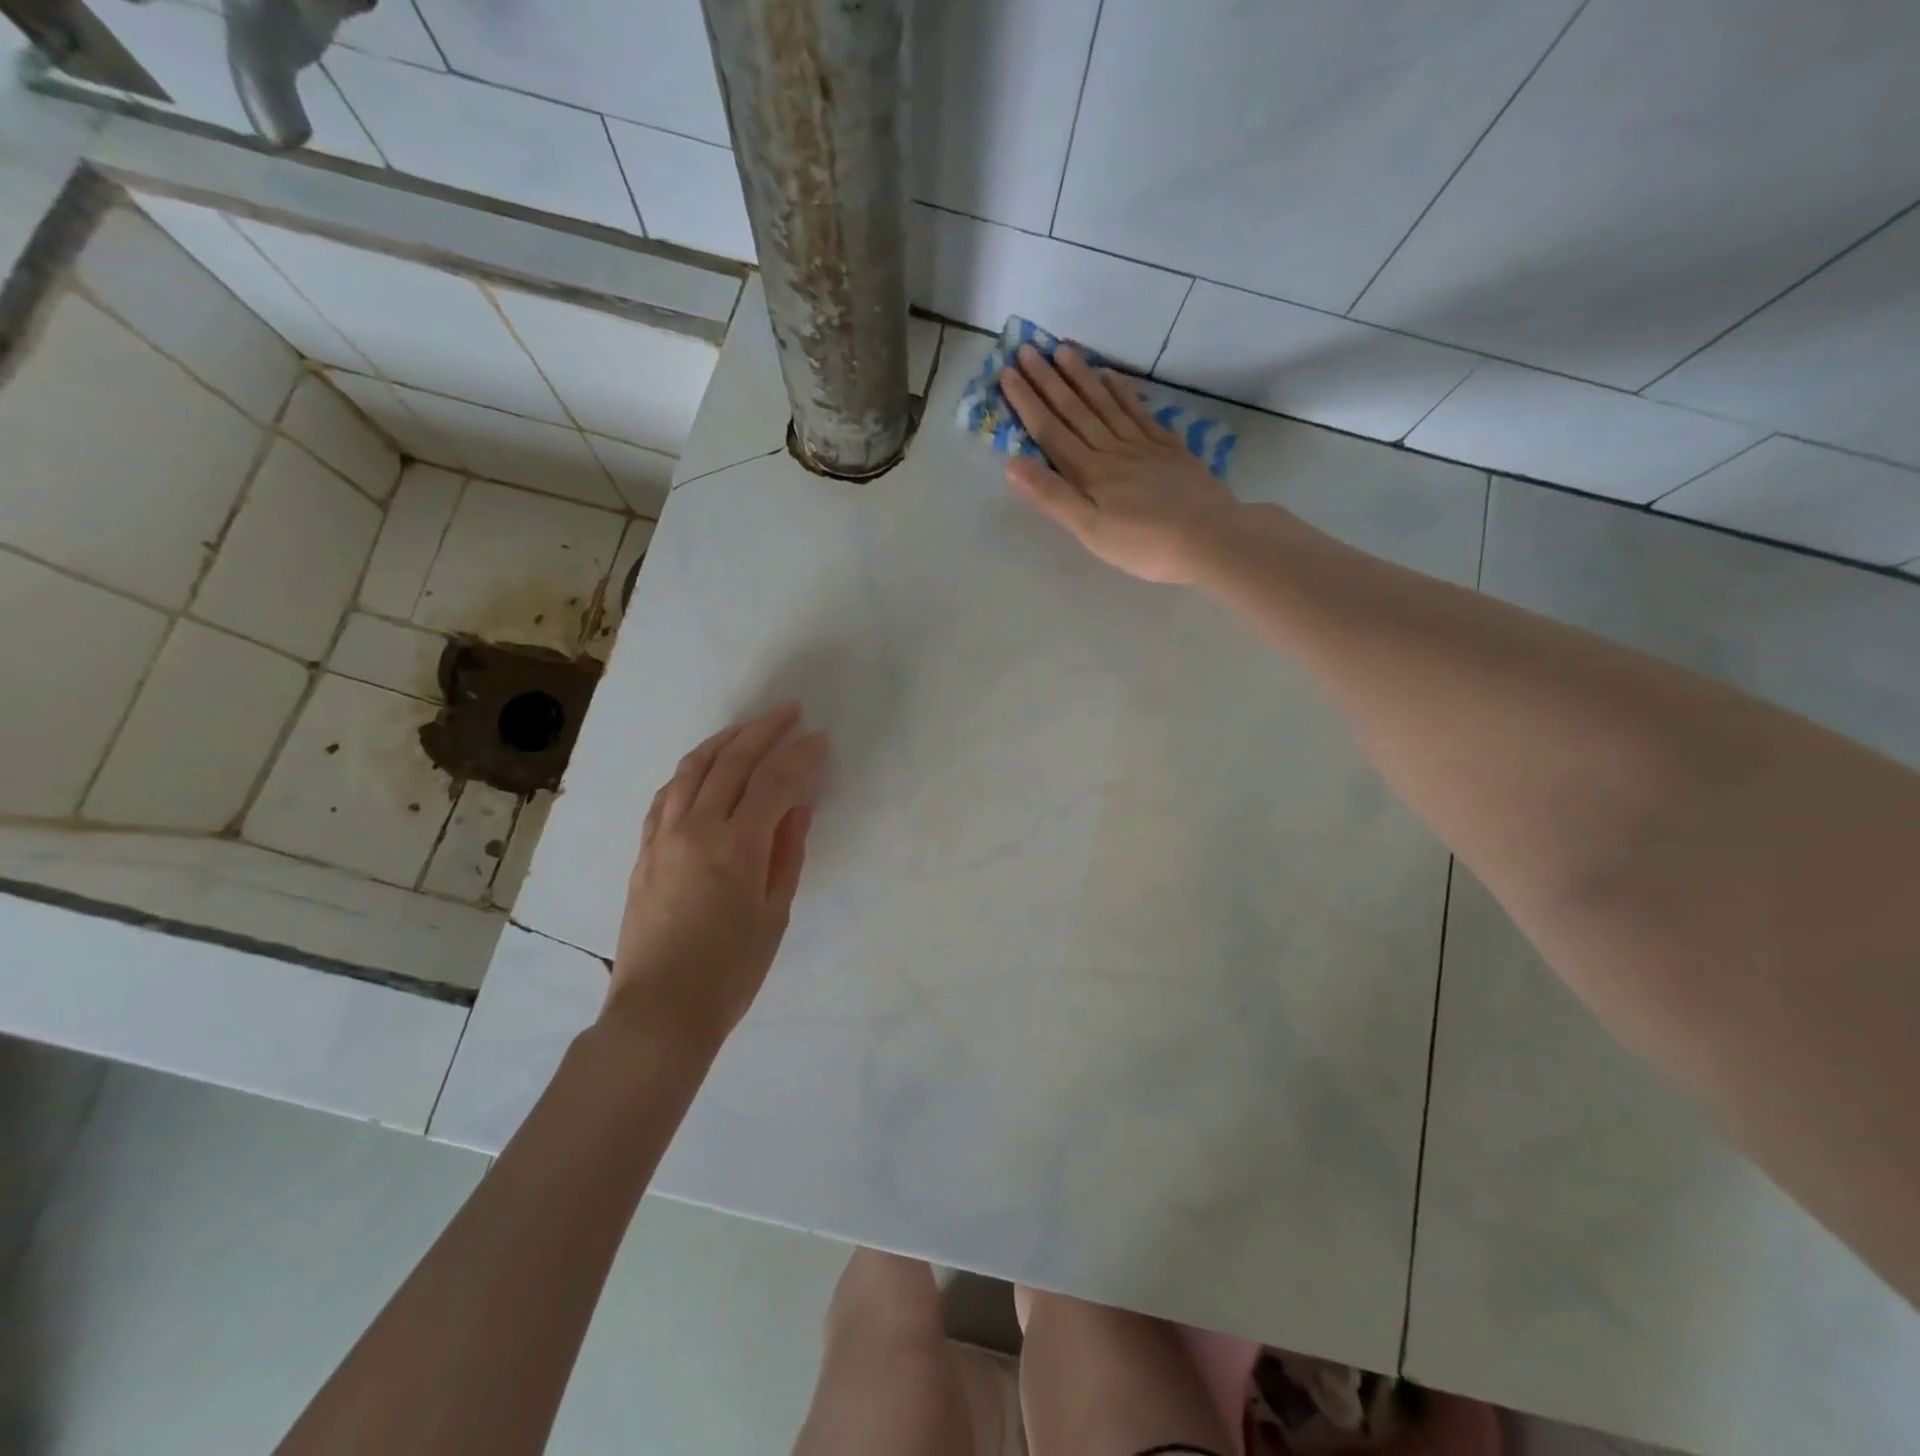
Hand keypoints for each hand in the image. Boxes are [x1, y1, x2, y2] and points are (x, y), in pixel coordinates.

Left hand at [605, 703, 828, 1049]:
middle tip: (790, 712)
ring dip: (725, 741)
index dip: (801, 757)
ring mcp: (663, 836)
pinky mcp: (644, 851)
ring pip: (694, 769)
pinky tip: (704, 766)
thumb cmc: (730, 971)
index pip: (775, 782)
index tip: (821, 739)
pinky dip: (691, 770)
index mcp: (736, 846)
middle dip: (765, 731)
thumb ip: (787, 853)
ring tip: (749, 727)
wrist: (659, 1012)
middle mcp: (696, 828)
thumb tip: (798, 808)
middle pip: (732, 762)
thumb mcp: (774, 913)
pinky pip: (667, 794)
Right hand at [999, 344, 1242, 584]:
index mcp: (1089, 472)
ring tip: (1064, 349)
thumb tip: (1012, 464)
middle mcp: (1112, 450)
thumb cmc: (1144, 544)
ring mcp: (1143, 446)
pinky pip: (1140, 412)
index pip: (1051, 431)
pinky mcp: (1169, 450)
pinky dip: (1123, 392)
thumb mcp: (1090, 530)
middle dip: (1048, 380)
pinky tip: (1113, 376)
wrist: (1210, 538)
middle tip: (1028, 349)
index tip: (1007, 373)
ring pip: (1106, 403)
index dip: (1027, 402)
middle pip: (1076, 410)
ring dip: (1082, 377)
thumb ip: (1052, 496)